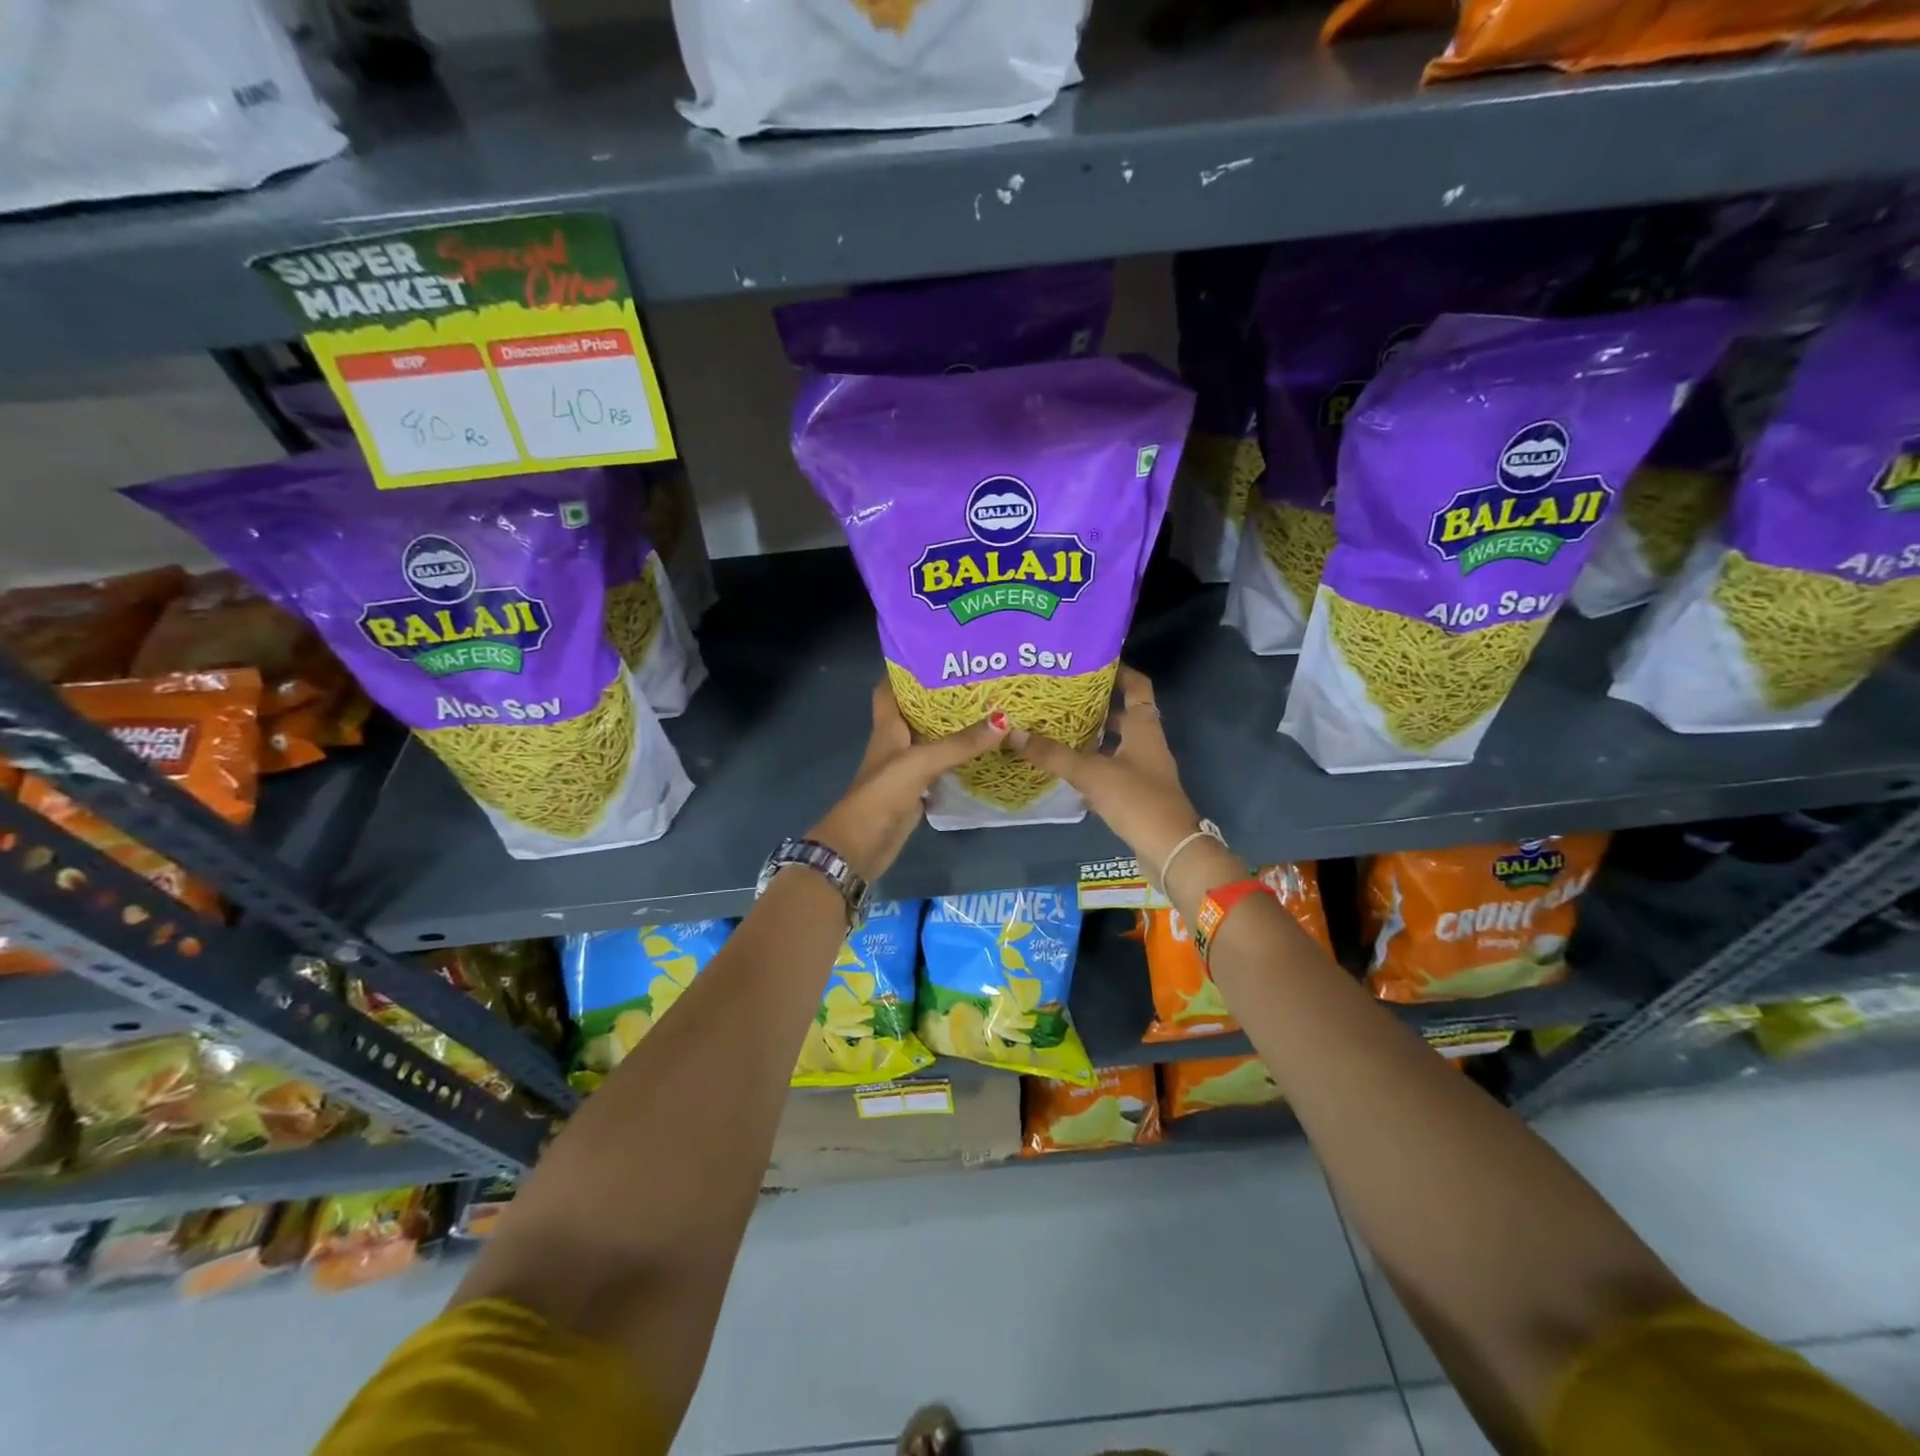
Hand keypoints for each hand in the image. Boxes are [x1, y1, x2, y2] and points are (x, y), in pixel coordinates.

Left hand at [809, 681, 1006, 881]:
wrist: (862, 844)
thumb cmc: (882, 793)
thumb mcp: (921, 762)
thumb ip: (960, 744)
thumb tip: (1004, 719)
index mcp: (887, 726)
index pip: (890, 687)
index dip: (905, 667)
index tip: (935, 651)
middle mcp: (896, 741)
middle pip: (917, 710)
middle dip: (941, 694)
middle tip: (977, 678)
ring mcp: (906, 767)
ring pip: (932, 738)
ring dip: (953, 726)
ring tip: (988, 708)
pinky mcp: (917, 789)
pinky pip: (941, 765)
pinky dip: (958, 758)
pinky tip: (983, 751)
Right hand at [1007, 665, 1206, 873]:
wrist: (1170, 850)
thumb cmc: (1137, 801)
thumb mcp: (1091, 774)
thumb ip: (1053, 755)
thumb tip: (1013, 733)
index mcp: (1144, 728)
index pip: (1136, 685)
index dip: (1118, 670)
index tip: (1088, 660)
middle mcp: (1147, 743)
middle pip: (1122, 713)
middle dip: (1094, 704)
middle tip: (1059, 695)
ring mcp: (1144, 770)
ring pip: (1115, 743)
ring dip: (1090, 735)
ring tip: (1054, 727)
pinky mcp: (1137, 794)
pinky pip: (1111, 769)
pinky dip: (1091, 764)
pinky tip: (1065, 767)